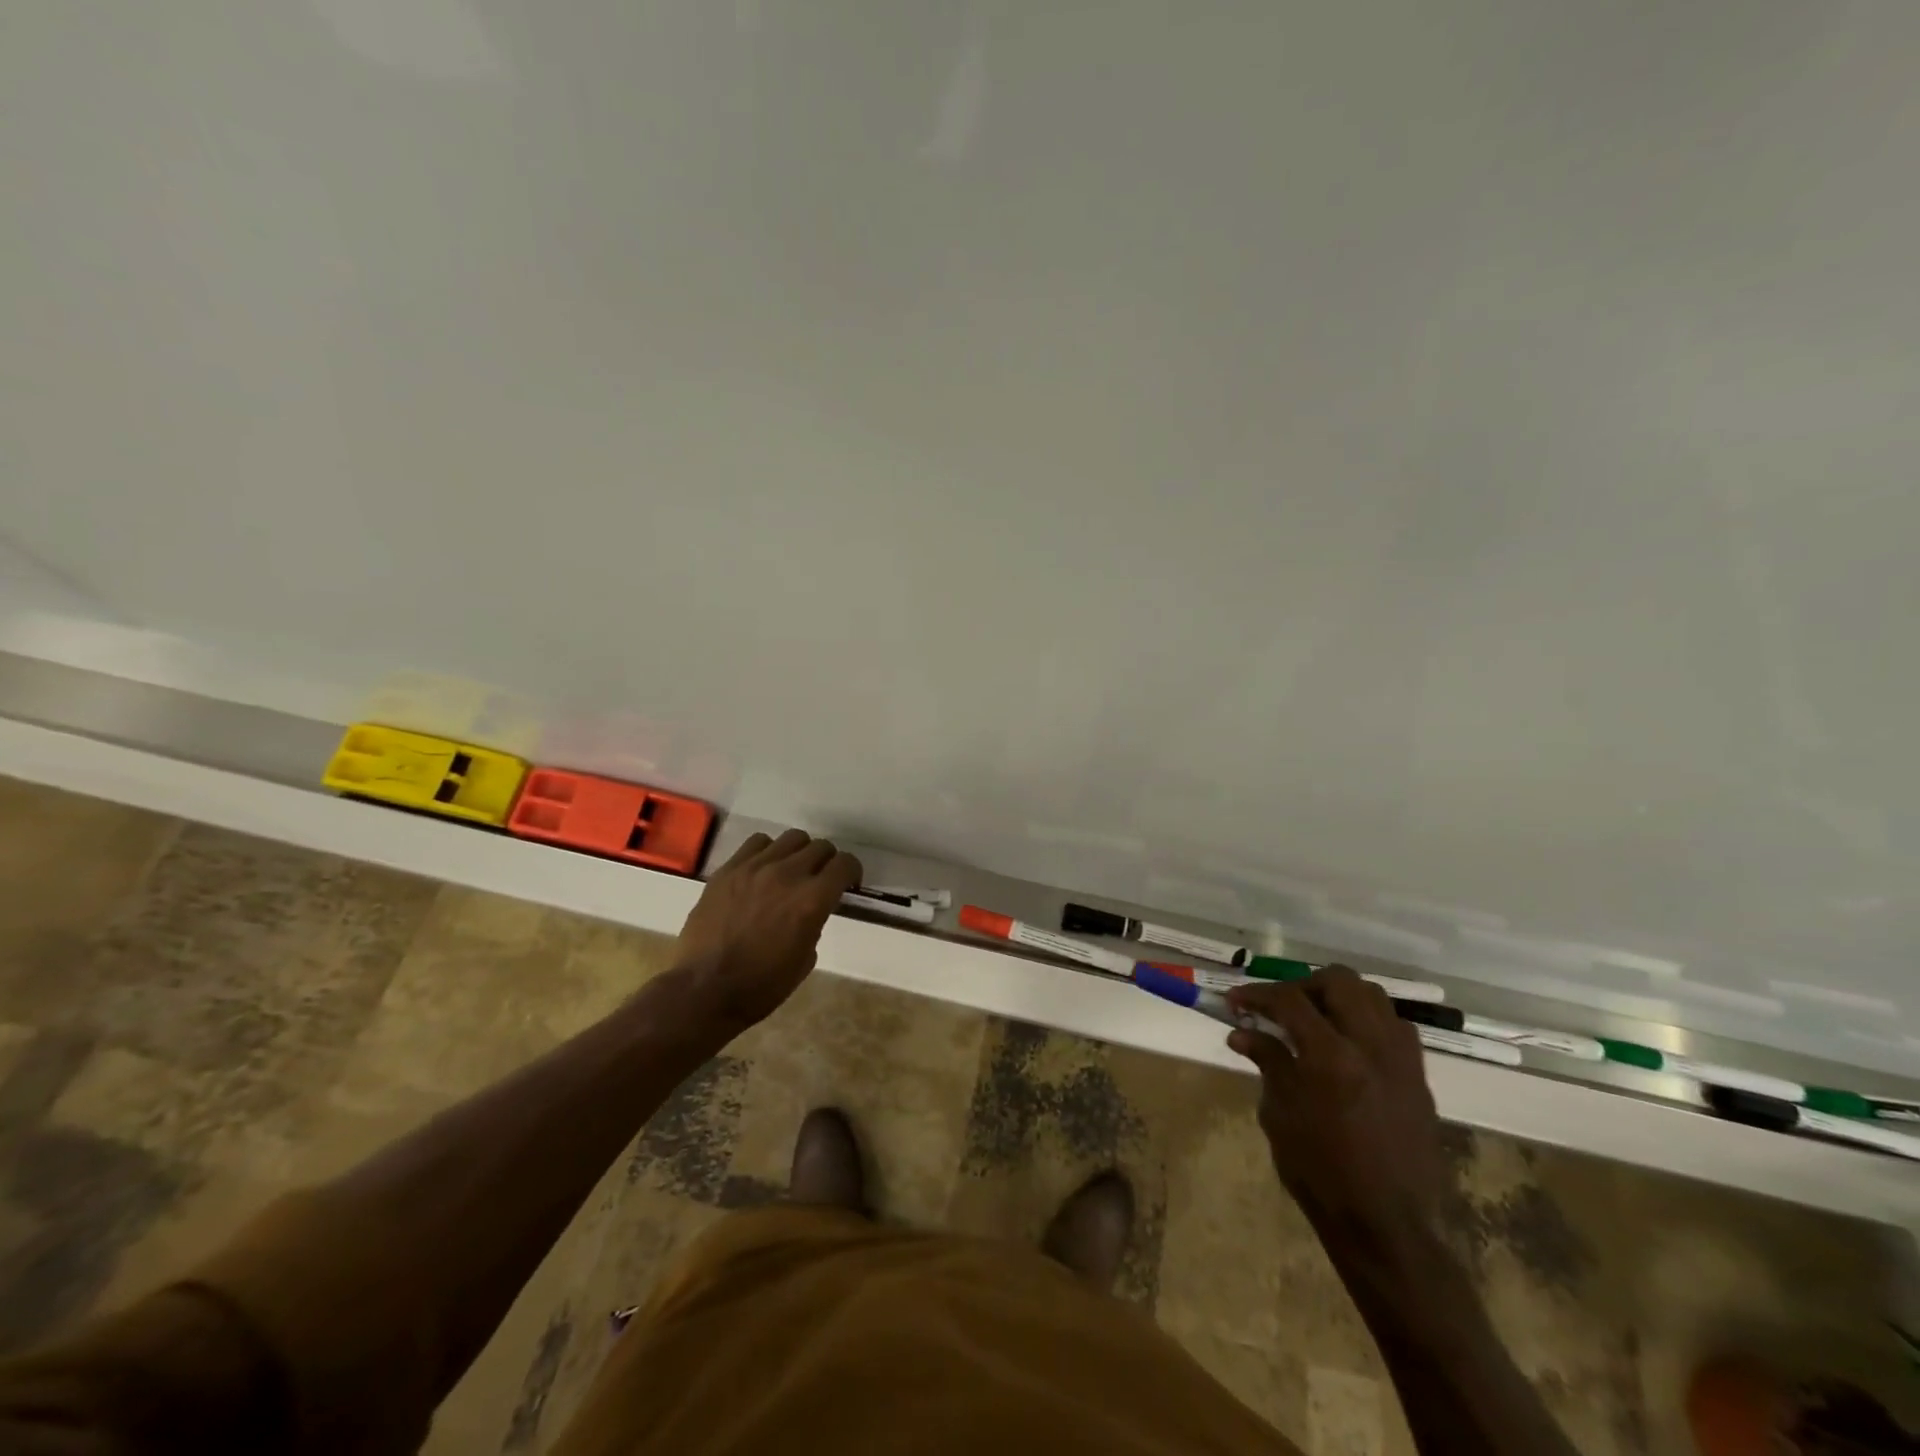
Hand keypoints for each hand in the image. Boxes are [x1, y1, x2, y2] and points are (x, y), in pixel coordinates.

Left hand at [674, 829, 862, 1030]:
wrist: (704, 990)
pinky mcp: (728, 869)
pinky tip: (762, 870)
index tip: (847, 884)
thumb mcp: (805, 960)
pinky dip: (768, 852)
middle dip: (827, 862)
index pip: (845, 864)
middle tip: (819, 880)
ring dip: (799, 853)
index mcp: (812, 900)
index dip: (852, 872)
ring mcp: (755, 868)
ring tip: (790, 871)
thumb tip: (810, 910)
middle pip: (820, 847)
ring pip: (791, 838)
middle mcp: (787, 875)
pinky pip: (757, 843)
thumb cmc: (761, 986)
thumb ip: (814, 923)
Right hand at [1225, 967, 1446, 1250]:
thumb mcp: (1281, 1117)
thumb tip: (1243, 1033)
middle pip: (1339, 981)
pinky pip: (1395, 1027)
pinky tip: (1348, 1045)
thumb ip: (1268, 1064)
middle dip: (1302, 986)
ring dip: (1338, 998)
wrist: (1390, 1228)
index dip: (1257, 995)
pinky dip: (1367, 1021)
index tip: (1235, 1002)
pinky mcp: (1419, 1078)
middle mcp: (1372, 1046)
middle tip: (1279, 1008)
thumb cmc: (1322, 1176)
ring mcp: (1402, 1060)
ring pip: (1373, 996)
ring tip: (1315, 1020)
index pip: (1290, 1001)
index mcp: (1332, 1057)